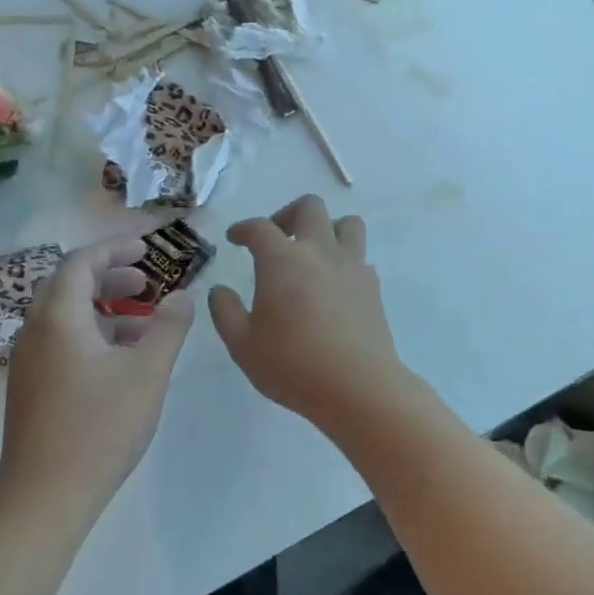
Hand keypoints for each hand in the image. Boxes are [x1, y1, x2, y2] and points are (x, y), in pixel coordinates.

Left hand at [0, 239, 194, 528]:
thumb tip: (184, 295)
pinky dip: (91, 335)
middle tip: (146, 283)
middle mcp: (34, 332)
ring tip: (142, 322)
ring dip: (102, 309)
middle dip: (109, 277)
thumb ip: (169, 327)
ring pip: (64, 317)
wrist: (45, 497)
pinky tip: (120, 361)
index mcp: (58, 318)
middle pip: (68, 285)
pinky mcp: (29, 388)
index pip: (81, 262)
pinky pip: (60, 343)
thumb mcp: (147, 372)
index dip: (114, 250)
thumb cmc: (100, 427)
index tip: (147, 250)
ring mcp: (27, 362)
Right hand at [208, 195, 412, 434]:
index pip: (260, 227)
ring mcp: (352, 267)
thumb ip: (225, 312)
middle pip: (309, 207)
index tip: (234, 239)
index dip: (243, 228)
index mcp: (282, 260)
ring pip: (347, 223)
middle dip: (287, 215)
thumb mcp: (242, 344)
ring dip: (326, 229)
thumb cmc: (292, 365)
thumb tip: (219, 290)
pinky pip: (360, 257)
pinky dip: (344, 261)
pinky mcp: (373, 288)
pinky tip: (332, 286)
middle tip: (275, 240)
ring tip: (311, 254)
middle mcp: (319, 252)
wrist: (358, 387)